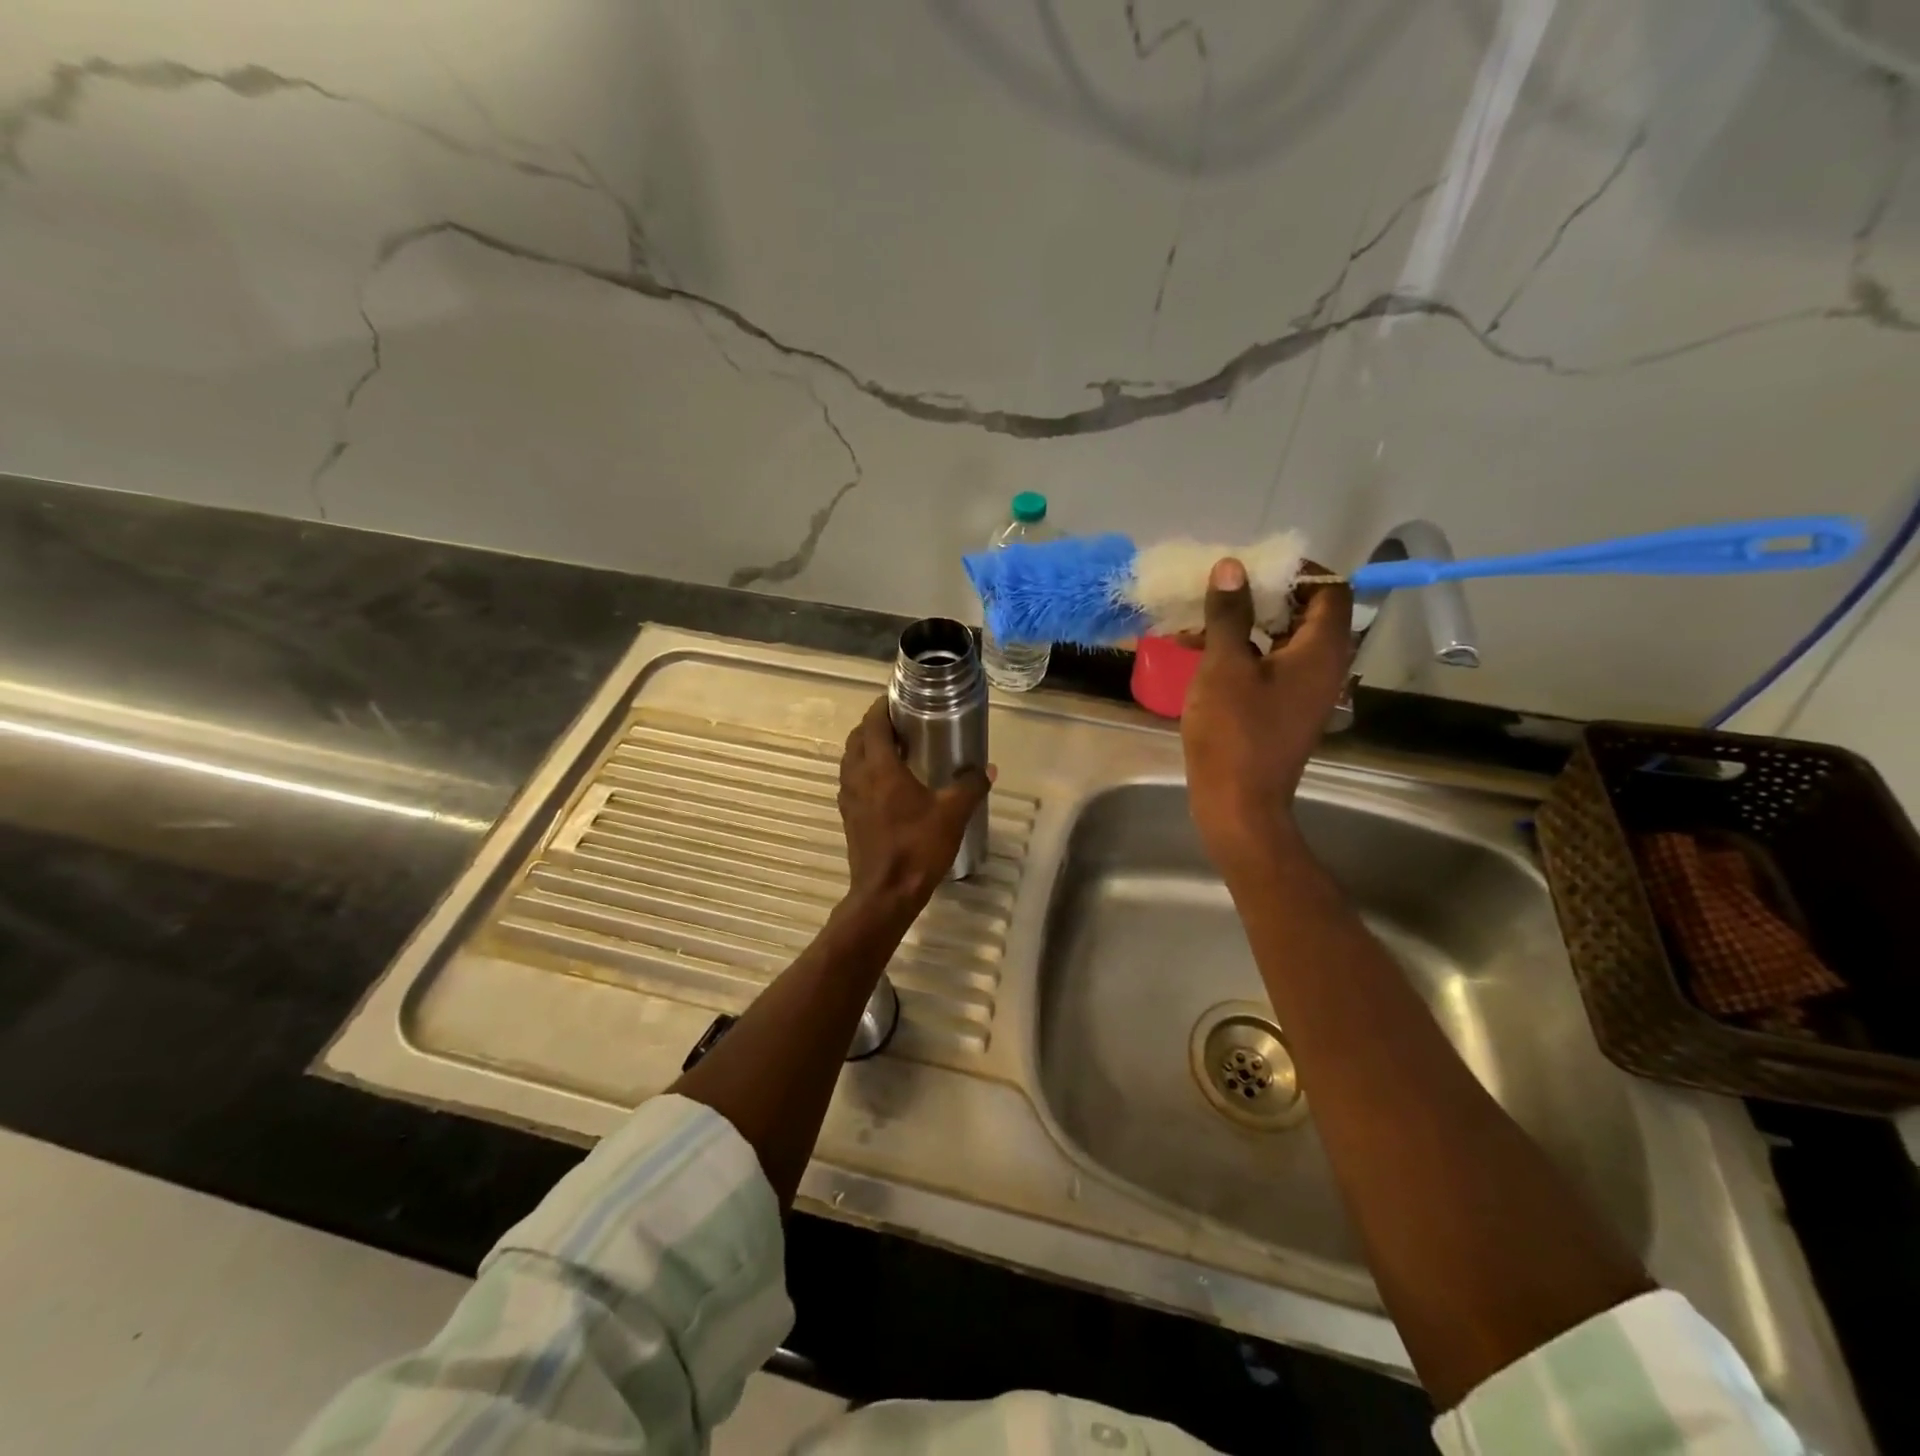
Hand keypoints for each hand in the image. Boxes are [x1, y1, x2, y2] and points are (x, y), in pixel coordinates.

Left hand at [838, 697, 992, 914]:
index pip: (873, 724)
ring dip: (866, 748)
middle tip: (899, 723)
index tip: (896, 699)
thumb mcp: (952, 814)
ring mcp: (849, 798)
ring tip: (893, 748)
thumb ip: (970, 786)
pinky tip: (885, 783)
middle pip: (857, 738)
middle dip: (874, 726)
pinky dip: (863, 771)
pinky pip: (851, 781)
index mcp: (880, 768)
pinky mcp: (849, 817)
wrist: (885, 893)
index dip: (881, 707)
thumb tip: (988, 768)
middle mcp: (858, 776)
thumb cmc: (918, 847)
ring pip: (850, 760)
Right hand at [1181, 558, 1352, 872]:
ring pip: (1282, 640)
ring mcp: (1304, 692)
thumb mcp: (1224, 666)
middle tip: (1221, 592)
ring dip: (1245, 625)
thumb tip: (1231, 566)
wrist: (1238, 804)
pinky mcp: (1283, 711)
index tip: (1253, 569)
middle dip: (1262, 596)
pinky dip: (1242, 653)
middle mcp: (1323, 667)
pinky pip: (1270, 666)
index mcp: (1321, 650)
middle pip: (1306, 613)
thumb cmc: (1234, 732)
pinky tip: (1201, 655)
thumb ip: (1229, 613)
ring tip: (1198, 624)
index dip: (1297, 571)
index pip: (1330, 590)